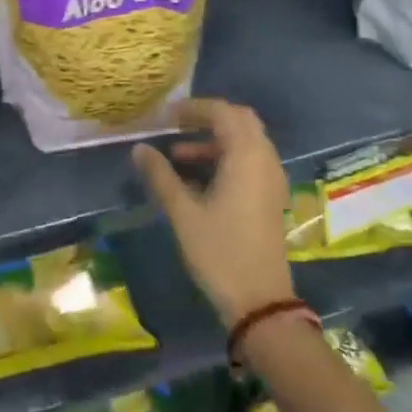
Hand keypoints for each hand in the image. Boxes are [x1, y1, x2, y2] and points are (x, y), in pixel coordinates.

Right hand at [132, 98, 294, 327]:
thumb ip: (161, 175)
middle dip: (208, 119)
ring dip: (215, 141)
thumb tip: (139, 148)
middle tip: (177, 127)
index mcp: (246, 155)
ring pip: (245, 142)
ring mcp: (271, 179)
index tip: (167, 117)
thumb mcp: (183, 213)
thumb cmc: (220, 252)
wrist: (260, 302)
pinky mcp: (271, 197)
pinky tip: (199, 180)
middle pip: (240, 120)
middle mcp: (264, 159)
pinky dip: (226, 158)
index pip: (222, 112)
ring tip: (178, 157)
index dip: (194, 108)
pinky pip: (250, 161)